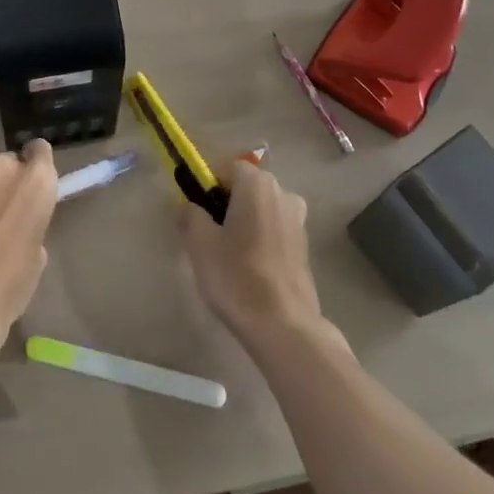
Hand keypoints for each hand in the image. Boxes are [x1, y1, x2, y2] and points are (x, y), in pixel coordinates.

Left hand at [0, 139, 57, 363]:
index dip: (36, 166)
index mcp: (37, 182)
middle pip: (8, 163)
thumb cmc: (8, 286)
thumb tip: (17, 224)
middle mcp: (4, 169)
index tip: (31, 188)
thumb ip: (31, 224)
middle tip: (2, 214)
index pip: (40, 150)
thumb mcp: (36, 256)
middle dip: (6, 183)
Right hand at [181, 160, 329, 349]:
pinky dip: (260, 239)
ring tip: (227, 255)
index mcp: (257, 184)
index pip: (227, 167)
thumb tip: (189, 207)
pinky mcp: (304, 246)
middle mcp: (283, 193)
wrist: (284, 326)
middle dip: (225, 204)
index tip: (196, 210)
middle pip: (246, 187)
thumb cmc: (237, 276)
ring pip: (261, 209)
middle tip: (207, 235)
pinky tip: (249, 268)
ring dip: (244, 222)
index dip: (208, 185)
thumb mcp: (201, 244)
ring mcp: (298, 220)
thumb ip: (191, 215)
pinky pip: (274, 229)